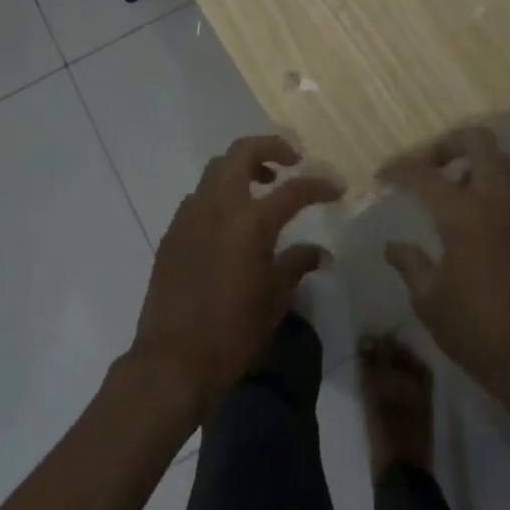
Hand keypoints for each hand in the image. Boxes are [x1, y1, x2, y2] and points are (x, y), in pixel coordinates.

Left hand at [131, 135, 343, 417]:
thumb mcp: (275, 299)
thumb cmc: (233, 333)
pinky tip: (231, 221)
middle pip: (243, 152)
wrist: (172, 361)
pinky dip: (220, 194)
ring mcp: (190, 216)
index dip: (320, 186)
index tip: (337, 188)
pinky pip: (199, 197)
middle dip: (272, 147)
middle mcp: (218, 207)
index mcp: (251, 222)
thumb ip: (297, 265)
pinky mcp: (172, 232)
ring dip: (242, 168)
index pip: (294, 189)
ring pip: (216, 169)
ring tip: (263, 187)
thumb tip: (320, 253)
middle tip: (292, 162)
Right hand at [380, 126, 509, 399]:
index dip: (400, 168)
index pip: (425, 173)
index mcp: (464, 215)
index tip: (384, 175)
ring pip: (506, 165)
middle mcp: (500, 202)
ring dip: (479, 168)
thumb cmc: (475, 331)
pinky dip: (501, 201)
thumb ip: (409, 263)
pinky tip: (489, 234)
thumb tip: (394, 245)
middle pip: (480, 142)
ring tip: (459, 195)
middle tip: (432, 167)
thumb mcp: (429, 300)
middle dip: (450, 144)